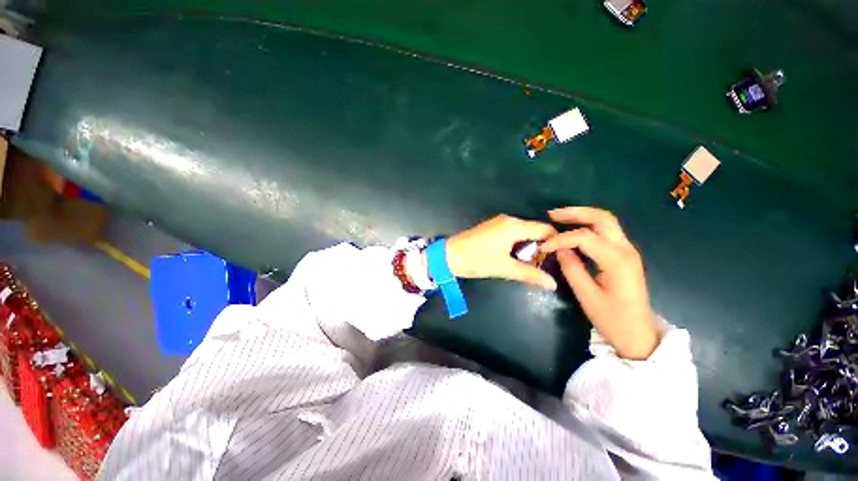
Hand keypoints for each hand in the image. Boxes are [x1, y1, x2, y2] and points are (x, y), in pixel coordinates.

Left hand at [446, 215, 557, 289]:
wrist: (448, 255)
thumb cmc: (476, 260)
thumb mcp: (504, 268)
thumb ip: (530, 274)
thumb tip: (552, 283)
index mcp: (514, 226)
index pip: (544, 229)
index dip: (554, 243)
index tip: (559, 259)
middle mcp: (508, 220)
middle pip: (534, 230)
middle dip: (541, 247)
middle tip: (544, 265)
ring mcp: (499, 223)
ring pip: (523, 233)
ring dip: (528, 247)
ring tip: (531, 264)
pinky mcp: (492, 228)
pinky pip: (512, 233)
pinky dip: (518, 244)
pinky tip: (516, 257)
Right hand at [541, 207, 658, 359]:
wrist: (638, 334)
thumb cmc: (612, 319)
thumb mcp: (586, 295)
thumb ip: (571, 268)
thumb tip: (559, 248)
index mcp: (617, 260)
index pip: (584, 237)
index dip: (560, 239)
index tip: (543, 247)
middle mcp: (626, 249)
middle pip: (602, 218)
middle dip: (576, 213)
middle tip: (552, 214)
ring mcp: (627, 251)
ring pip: (606, 222)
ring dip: (582, 216)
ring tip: (559, 218)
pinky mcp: (624, 255)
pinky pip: (606, 233)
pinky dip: (588, 226)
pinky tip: (573, 230)